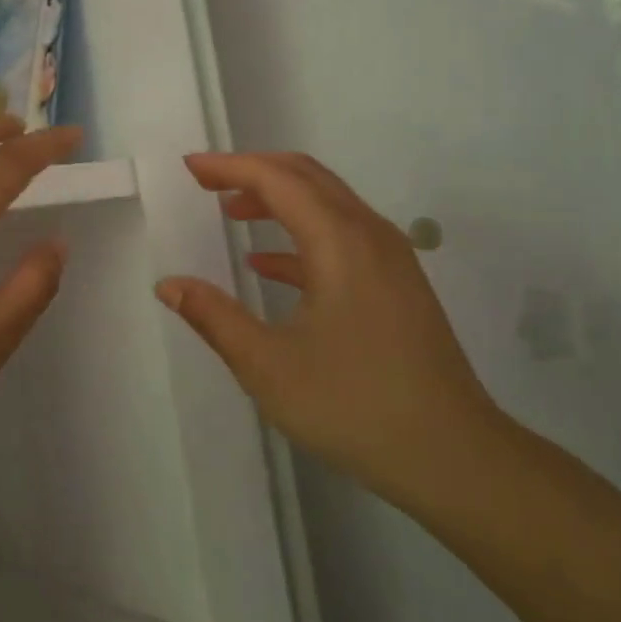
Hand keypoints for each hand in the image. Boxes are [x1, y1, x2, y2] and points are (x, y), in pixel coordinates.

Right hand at [156, 152, 506, 501]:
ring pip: (327, 204)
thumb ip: (214, 318)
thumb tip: (168, 285)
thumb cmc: (353, 405)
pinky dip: (301, 236)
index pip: (277, 179)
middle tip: (207, 181)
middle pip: (307, 177)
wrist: (452, 455)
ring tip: (232, 211)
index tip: (189, 167)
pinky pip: (343, 237)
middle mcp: (370, 235)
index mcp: (340, 242)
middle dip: (253, 171)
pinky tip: (268, 265)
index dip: (229, 166)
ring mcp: (390, 259)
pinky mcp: (397, 284)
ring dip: (279, 199)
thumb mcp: (268, 366)